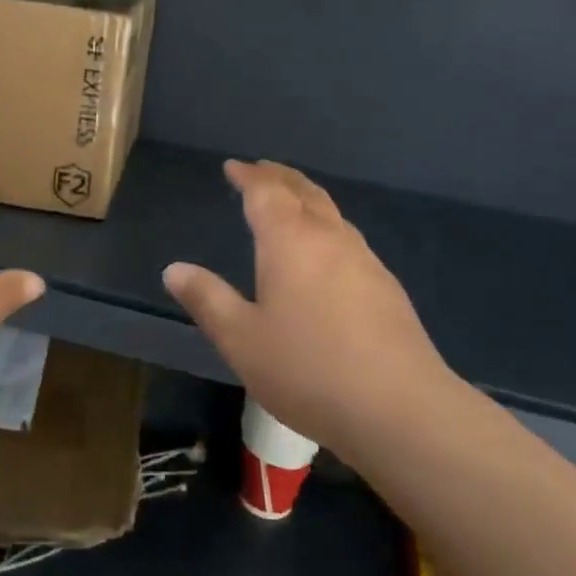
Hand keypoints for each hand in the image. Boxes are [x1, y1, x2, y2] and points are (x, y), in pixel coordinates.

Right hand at [163, 160, 459, 456]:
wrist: (400, 408)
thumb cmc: (308, 369)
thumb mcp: (241, 339)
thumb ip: (207, 300)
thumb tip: (174, 269)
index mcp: (290, 241)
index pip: (266, 192)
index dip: (248, 176)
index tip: (233, 167)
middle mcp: (330, 238)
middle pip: (304, 192)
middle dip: (279, 177)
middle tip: (261, 170)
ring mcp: (365, 260)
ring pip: (332, 213)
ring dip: (306, 198)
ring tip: (291, 203)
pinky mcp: (387, 287)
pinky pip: (348, 238)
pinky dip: (327, 226)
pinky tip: (326, 253)